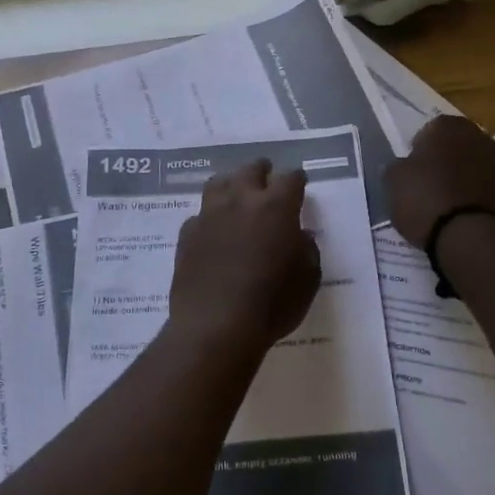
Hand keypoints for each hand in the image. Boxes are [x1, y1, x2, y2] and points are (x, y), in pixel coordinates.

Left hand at [168, 160, 320, 354]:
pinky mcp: (187, 233)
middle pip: (251, 169)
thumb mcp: (308, 279)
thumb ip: (307, 249)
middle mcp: (241, 200)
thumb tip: (300, 236)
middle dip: (262, 171)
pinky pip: (200, 214)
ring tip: (236, 193)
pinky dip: (209, 217)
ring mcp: (209, 214)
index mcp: (276, 206)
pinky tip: (213, 230)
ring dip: (231, 183)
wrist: (215, 325)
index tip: (300, 184)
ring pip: (219, 183)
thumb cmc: (272, 304)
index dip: (297, 179)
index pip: (290, 178)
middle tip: (266, 177)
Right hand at [384, 115, 494, 248]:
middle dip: (445, 159)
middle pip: (457, 145)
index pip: (431, 128)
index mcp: (449, 127)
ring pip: (474, 165)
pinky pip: (487, 187)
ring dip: (463, 177)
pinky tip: (463, 215)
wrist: (470, 237)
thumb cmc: (426, 199)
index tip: (412, 169)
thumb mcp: (394, 181)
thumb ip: (397, 166)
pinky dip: (476, 195)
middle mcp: (480, 138)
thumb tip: (402, 166)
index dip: (420, 148)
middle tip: (428, 183)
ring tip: (446, 203)